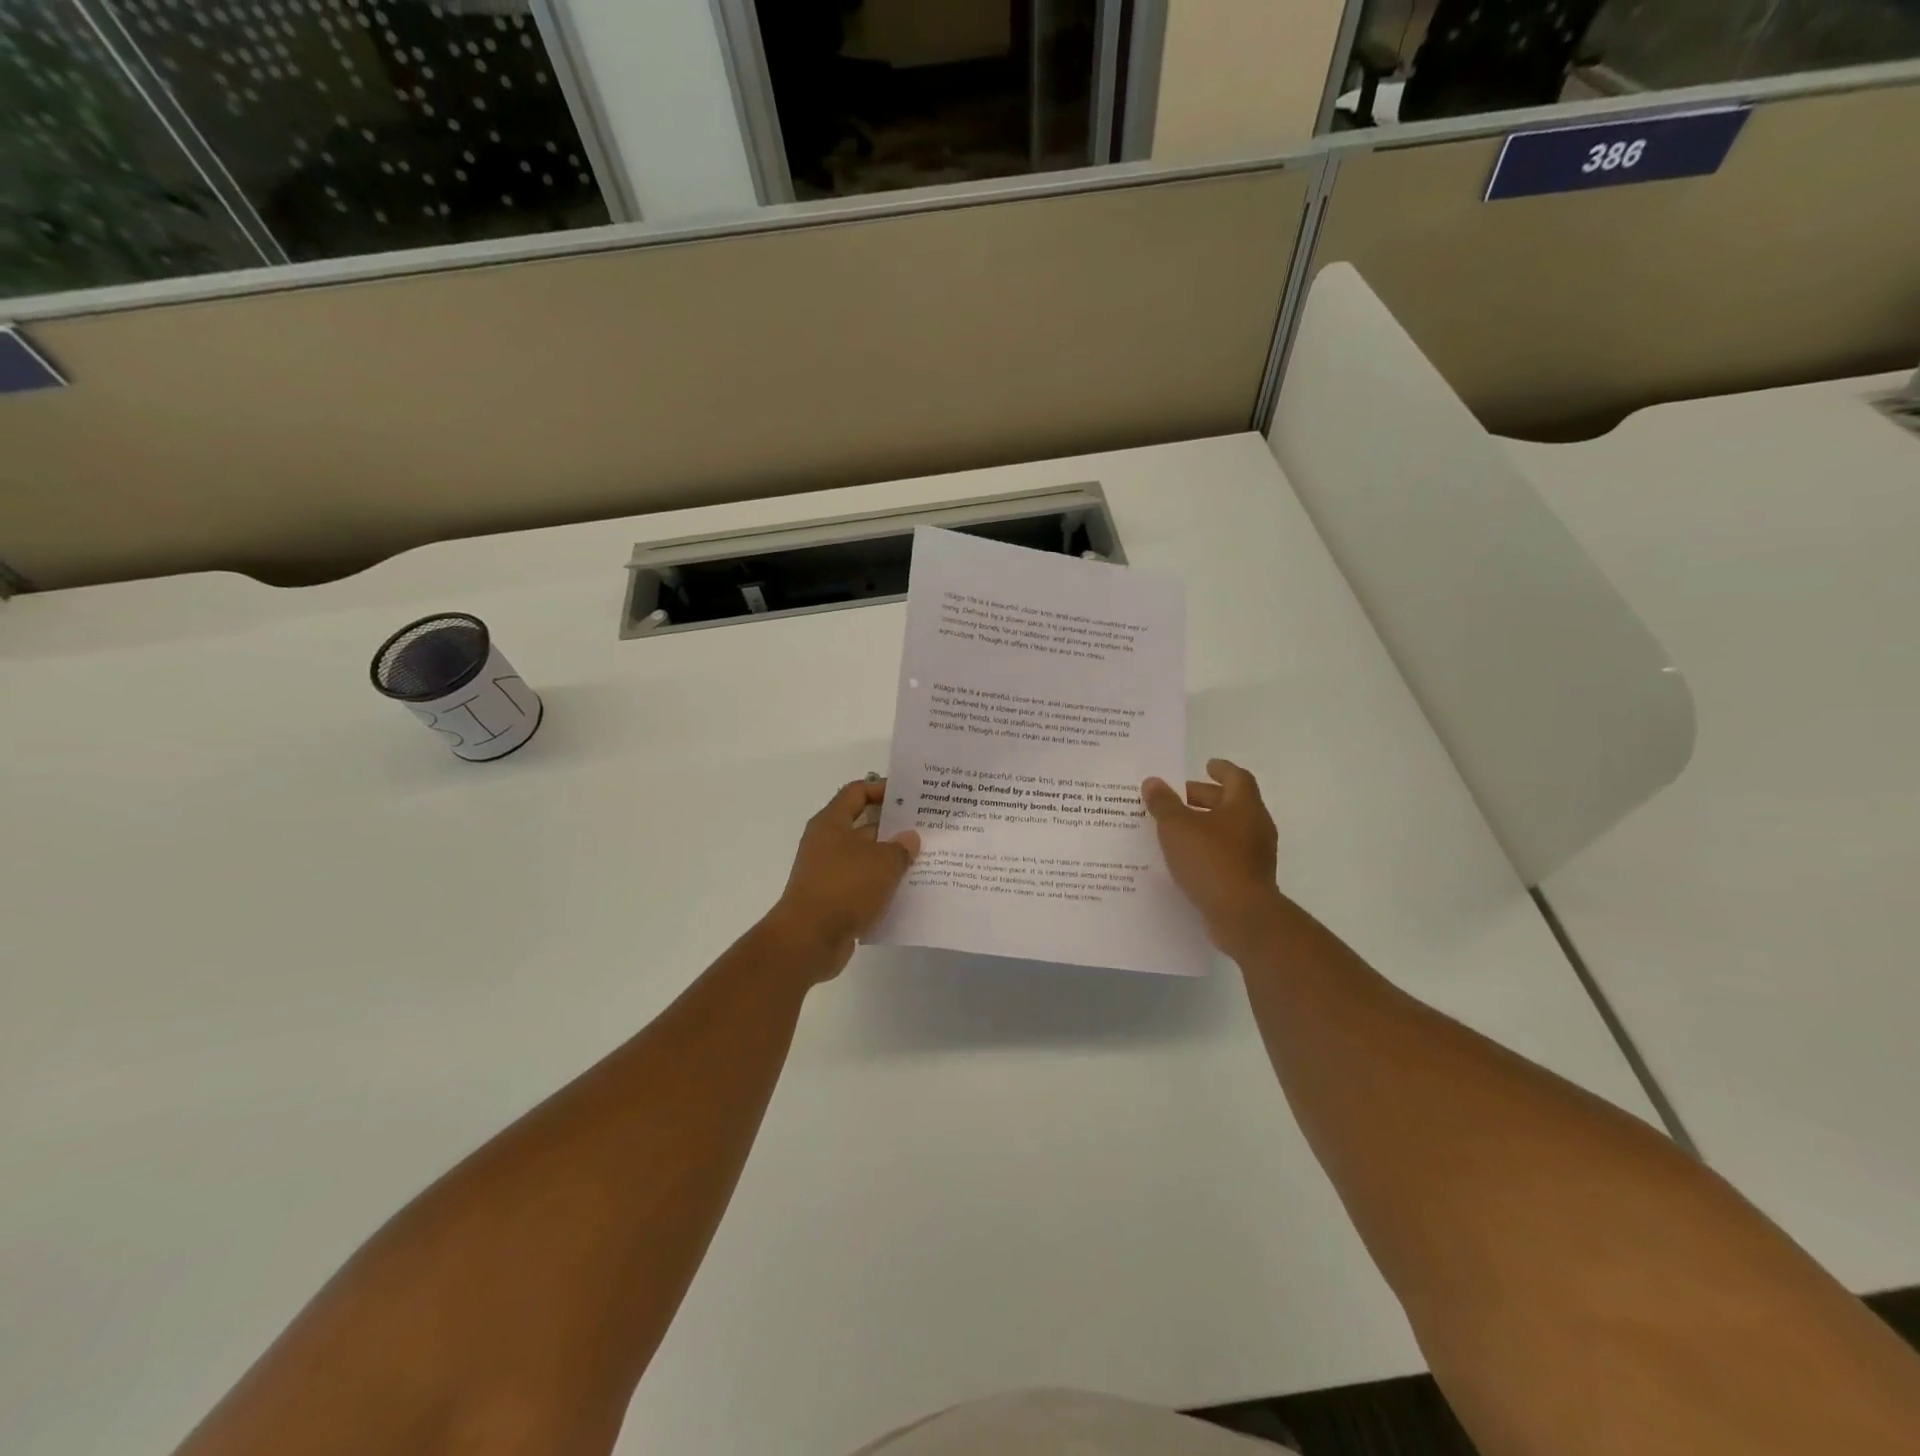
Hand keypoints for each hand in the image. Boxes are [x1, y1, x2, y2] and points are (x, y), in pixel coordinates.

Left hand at [767, 779, 920, 980]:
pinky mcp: (833, 900)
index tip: (910, 795)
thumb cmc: (844, 887)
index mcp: (831, 823)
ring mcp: (828, 873)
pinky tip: (908, 892)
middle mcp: (826, 843)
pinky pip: (863, 886)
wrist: (809, 940)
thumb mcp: (882, 862)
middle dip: (894, 827)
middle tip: (927, 829)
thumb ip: (901, 847)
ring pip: (866, 859)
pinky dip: (882, 887)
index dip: (882, 789)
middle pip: (864, 826)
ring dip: (891, 860)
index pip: (857, 792)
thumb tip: (910, 838)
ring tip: (925, 861)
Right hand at [1143, 759, 1282, 955]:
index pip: (1236, 778)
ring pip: (1228, 831)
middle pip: (1231, 804)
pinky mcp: (1249, 879)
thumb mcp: (1177, 827)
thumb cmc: (1211, 860)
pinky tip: (1184, 858)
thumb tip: (1153, 782)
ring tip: (1174, 829)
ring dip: (1204, 825)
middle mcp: (1256, 827)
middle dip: (1205, 798)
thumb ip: (1163, 803)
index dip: (1221, 769)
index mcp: (1244, 807)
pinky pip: (1226, 855)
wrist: (1242, 916)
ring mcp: (1255, 855)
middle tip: (1177, 798)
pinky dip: (1206, 850)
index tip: (1206, 765)